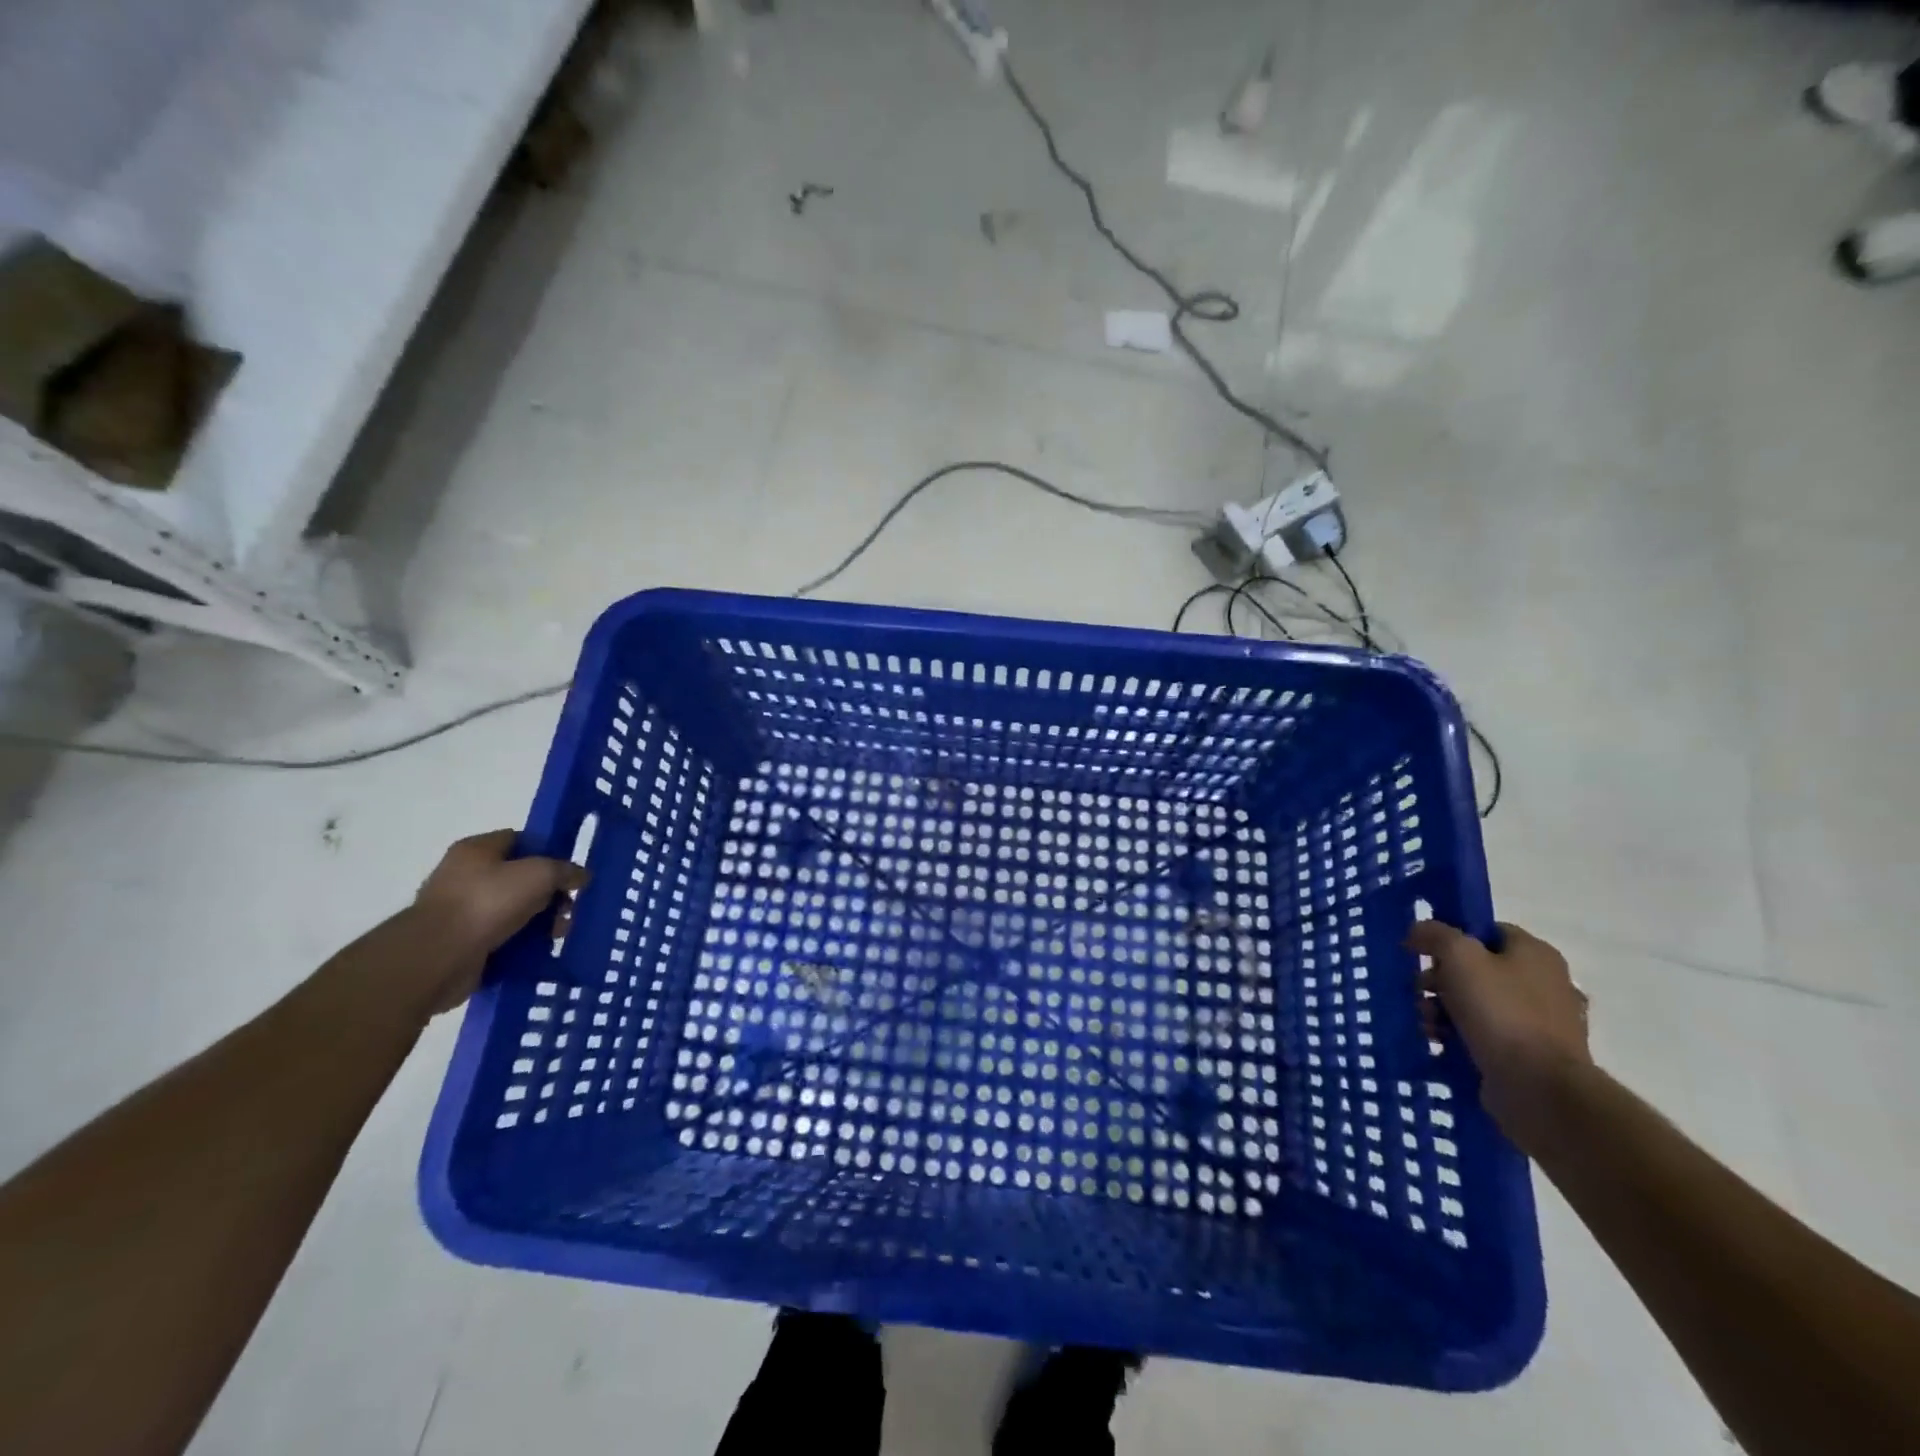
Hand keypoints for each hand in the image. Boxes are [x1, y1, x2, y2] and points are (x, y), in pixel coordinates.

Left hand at [411, 830, 586, 1013]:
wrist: (437, 956)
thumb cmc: (487, 902)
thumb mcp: (539, 874)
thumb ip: (564, 870)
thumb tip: (581, 876)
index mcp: (477, 850)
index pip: (520, 840)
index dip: (548, 851)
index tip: (570, 869)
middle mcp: (465, 876)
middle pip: (520, 878)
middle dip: (549, 893)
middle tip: (570, 908)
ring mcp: (461, 911)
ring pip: (514, 910)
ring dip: (540, 921)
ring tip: (559, 934)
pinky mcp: (462, 942)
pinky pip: (502, 937)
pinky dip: (522, 943)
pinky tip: (540, 950)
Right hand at [1406, 920, 1590, 1147]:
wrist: (1539, 1089)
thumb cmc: (1500, 1012)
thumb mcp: (1459, 957)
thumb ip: (1435, 934)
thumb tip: (1419, 931)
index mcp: (1536, 954)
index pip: (1487, 931)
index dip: (1451, 936)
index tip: (1422, 951)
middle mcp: (1545, 984)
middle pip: (1477, 969)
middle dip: (1440, 980)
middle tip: (1419, 992)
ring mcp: (1541, 1023)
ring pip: (1478, 1004)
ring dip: (1444, 1010)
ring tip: (1426, 1024)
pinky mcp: (1531, 1055)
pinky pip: (1486, 1035)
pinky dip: (1460, 1036)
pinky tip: (1441, 1043)